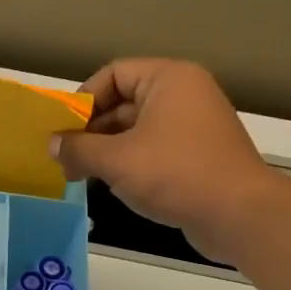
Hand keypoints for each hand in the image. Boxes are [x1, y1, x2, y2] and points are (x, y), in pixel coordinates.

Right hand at [52, 59, 281, 263]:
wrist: (240, 215)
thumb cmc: (175, 174)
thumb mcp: (116, 160)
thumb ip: (78, 149)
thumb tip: (51, 145)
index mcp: (168, 79)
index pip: (113, 74)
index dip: (83, 99)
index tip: (62, 130)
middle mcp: (183, 94)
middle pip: (122, 101)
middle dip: (90, 130)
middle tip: (64, 158)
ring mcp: (193, 125)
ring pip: (135, 128)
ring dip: (105, 149)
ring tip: (80, 175)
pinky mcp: (197, 154)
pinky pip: (152, 148)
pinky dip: (129, 161)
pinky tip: (110, 184)